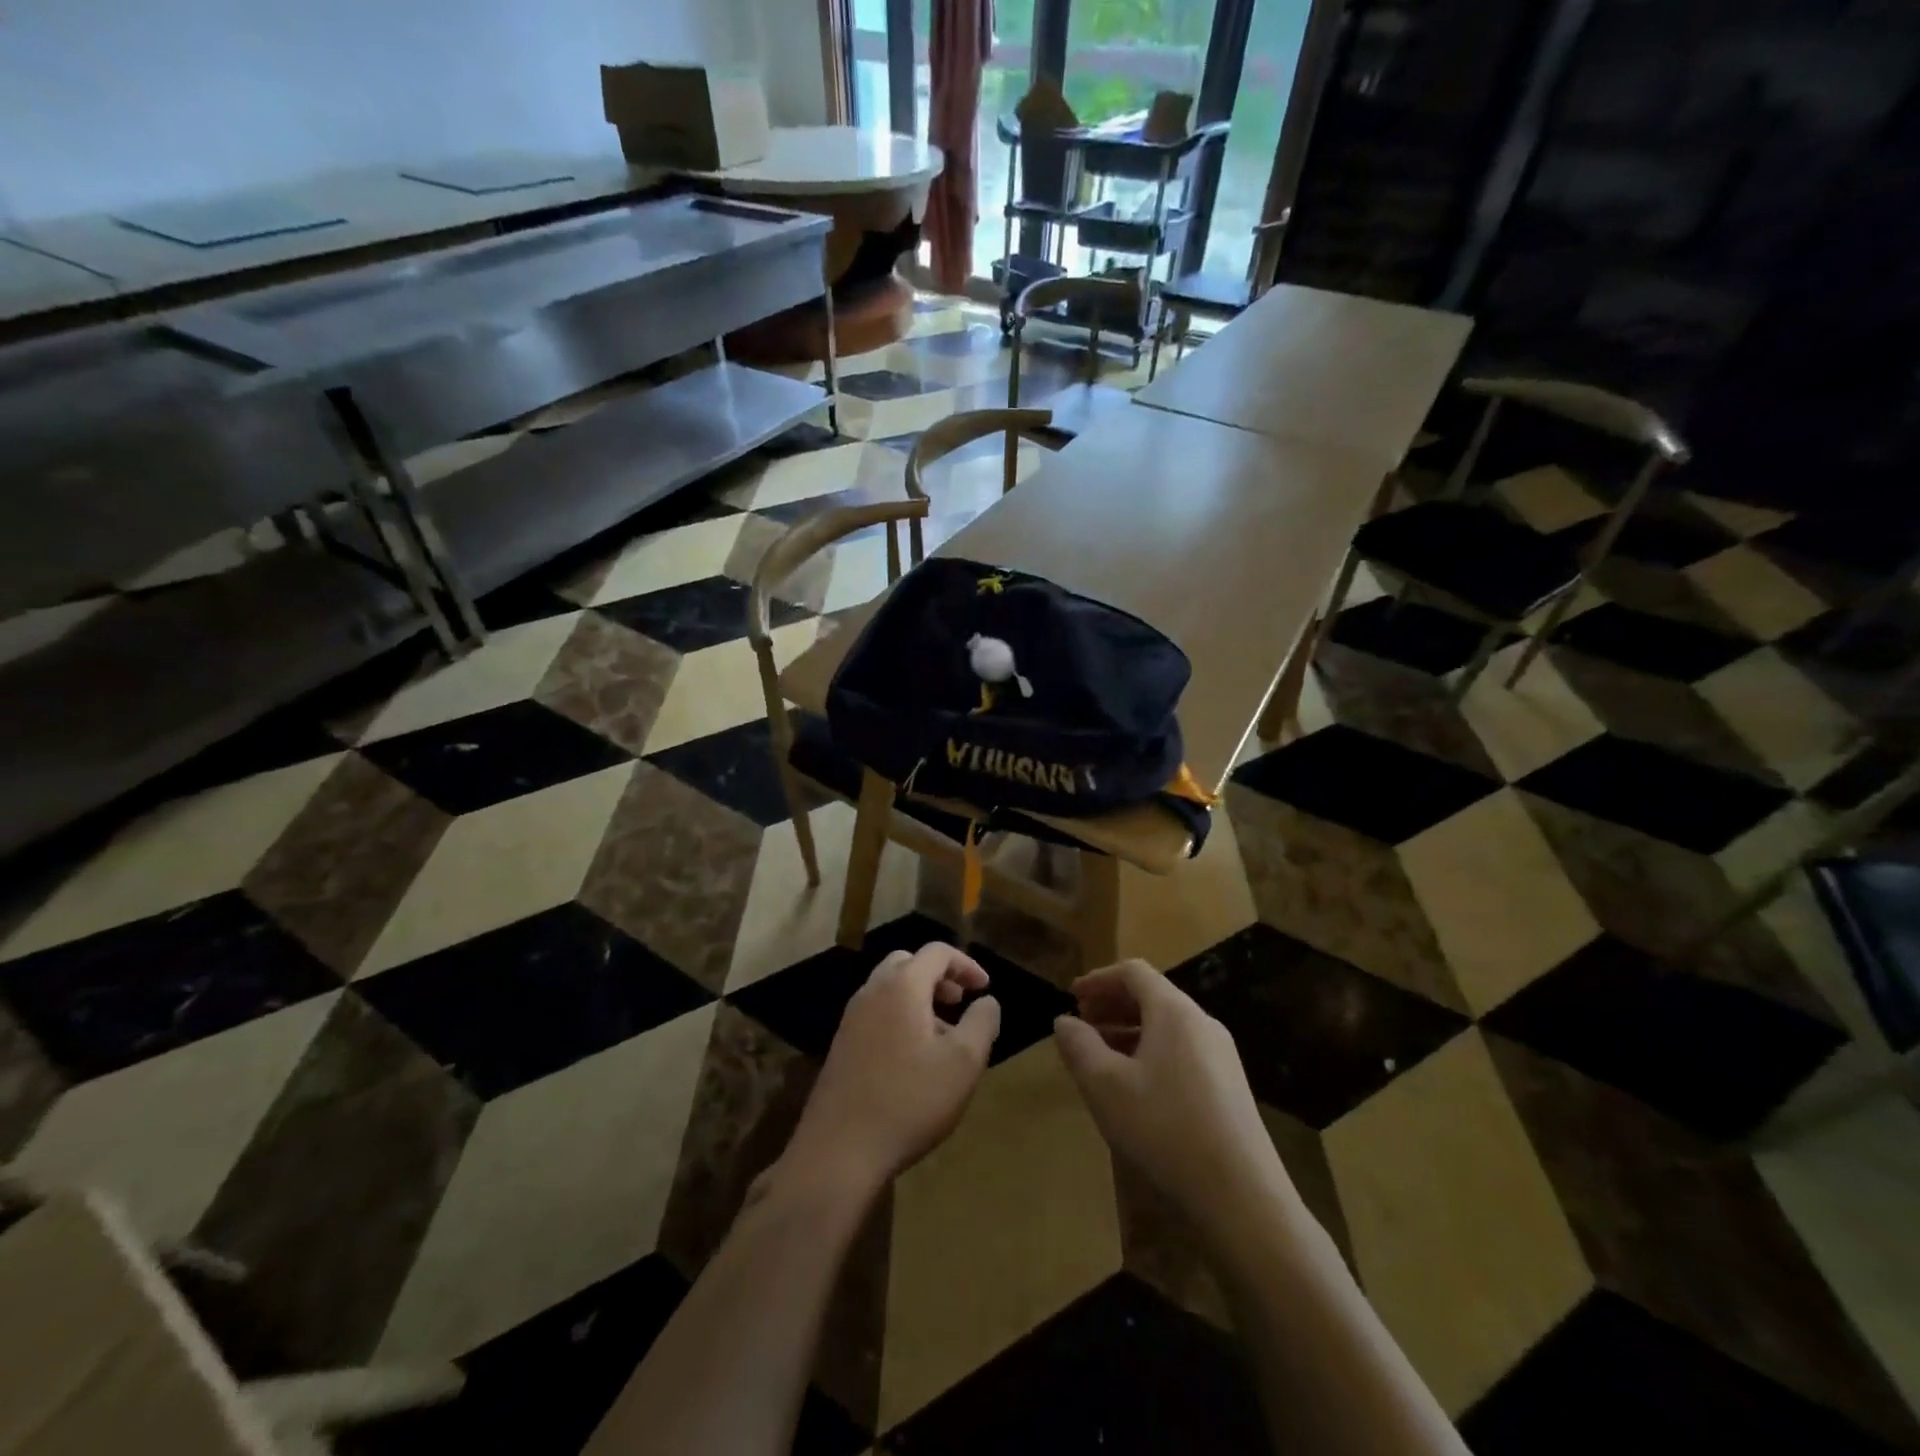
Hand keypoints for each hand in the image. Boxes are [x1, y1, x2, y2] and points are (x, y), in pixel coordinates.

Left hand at [776, 943, 1000, 1198]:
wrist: (839, 1151)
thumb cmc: (909, 1101)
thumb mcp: (963, 1063)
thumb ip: (982, 1023)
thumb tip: (987, 1001)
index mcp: (901, 986)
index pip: (936, 952)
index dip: (966, 964)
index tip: (984, 989)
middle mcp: (871, 992)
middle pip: (907, 963)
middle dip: (938, 976)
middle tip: (959, 1002)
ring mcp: (851, 1019)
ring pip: (889, 989)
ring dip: (919, 998)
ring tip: (942, 1034)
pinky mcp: (841, 1046)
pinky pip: (876, 1014)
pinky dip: (899, 1017)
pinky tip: (913, 1058)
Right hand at [1053, 960, 1296, 1242]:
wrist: (1243, 1199)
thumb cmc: (1165, 1129)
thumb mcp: (1105, 1086)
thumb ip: (1079, 1047)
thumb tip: (1064, 1021)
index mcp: (1174, 1012)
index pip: (1133, 972)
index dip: (1098, 979)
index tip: (1071, 997)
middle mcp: (1202, 1023)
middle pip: (1152, 997)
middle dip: (1112, 1005)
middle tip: (1081, 1025)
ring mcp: (1221, 1056)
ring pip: (1167, 1027)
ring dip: (1129, 1032)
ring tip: (1100, 1057)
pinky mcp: (1229, 1088)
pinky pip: (1182, 1052)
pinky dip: (1150, 1054)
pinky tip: (1135, 1088)